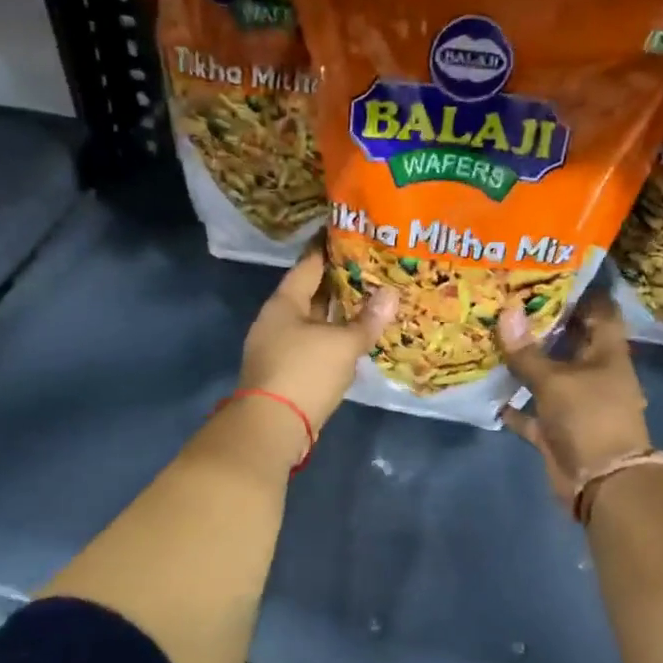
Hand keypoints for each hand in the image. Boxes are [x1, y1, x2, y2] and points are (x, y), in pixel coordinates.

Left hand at [240, 249, 397, 432]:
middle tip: (373, 268)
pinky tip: (355, 337)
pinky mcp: (287, 372)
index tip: (352, 234)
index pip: (309, 264)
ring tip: (371, 300)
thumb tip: (391, 294)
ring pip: (314, 321)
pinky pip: (315, 344)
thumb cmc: (305, 372)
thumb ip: (367, 320)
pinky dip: (334, 338)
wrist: (271, 427)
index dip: (329, 248)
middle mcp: (277, 320)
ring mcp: (279, 347)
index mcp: (284, 303)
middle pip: (311, 293)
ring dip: (338, 313)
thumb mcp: (342, 344)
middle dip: (340, 282)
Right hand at [499, 292, 651, 502]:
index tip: (548, 273)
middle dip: (542, 323)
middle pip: (569, 340)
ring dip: (524, 362)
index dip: (579, 291)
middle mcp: (593, 373)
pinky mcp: (557, 428)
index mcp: (607, 354)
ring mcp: (575, 402)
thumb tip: (506, 311)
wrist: (601, 483)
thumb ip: (527, 351)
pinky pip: (531, 411)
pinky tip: (487, 387)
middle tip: (507, 299)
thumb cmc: (588, 419)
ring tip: (491, 335)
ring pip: (547, 375)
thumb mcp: (555, 381)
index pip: (599, 311)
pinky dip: (513, 403)